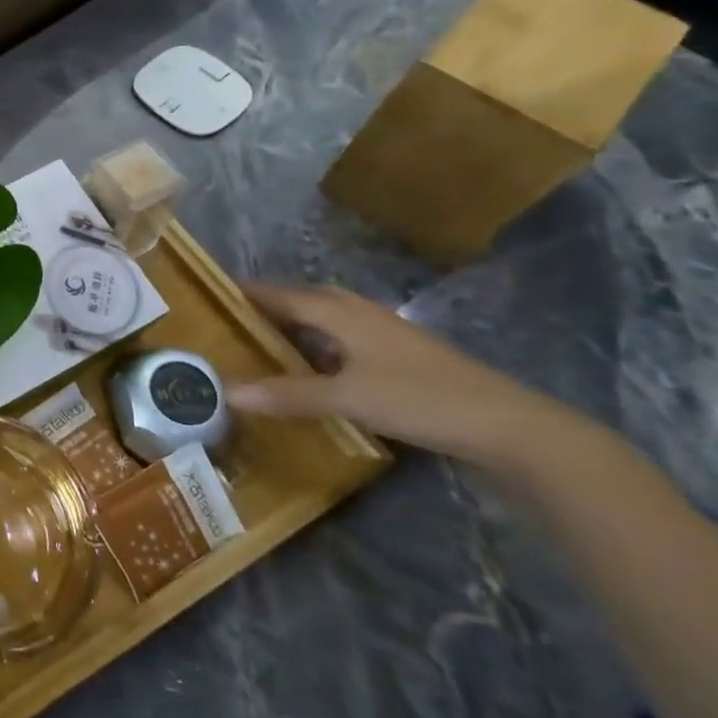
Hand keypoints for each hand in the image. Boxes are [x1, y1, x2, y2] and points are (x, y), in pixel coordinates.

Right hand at [232, 282, 581, 473]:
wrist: (508, 425)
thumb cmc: (420, 398)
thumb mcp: (347, 398)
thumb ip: (287, 394)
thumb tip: (226, 392)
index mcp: (340, 312)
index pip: (279, 294)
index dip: (245, 293)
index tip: (208, 294)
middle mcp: (359, 313)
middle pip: (302, 300)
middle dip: (266, 307)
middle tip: (229, 322)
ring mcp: (384, 333)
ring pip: (325, 320)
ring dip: (293, 327)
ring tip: (261, 344)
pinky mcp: (400, 356)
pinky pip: (343, 339)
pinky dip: (318, 346)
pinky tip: (312, 369)